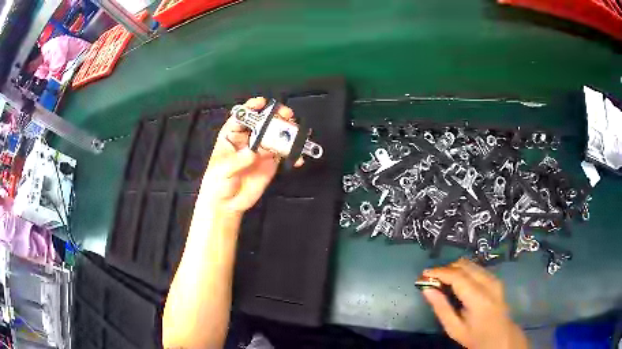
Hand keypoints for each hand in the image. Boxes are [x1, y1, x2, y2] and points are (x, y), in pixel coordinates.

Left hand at [200, 97, 302, 212]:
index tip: (261, 103)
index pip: (241, 117)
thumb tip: (253, 153)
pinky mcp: (271, 162)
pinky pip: (284, 154)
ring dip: (287, 132)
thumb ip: (237, 161)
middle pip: (263, 122)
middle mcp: (248, 139)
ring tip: (297, 133)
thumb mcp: (222, 170)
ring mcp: (261, 150)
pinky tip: (298, 157)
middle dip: (275, 116)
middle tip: (286, 115)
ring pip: (276, 136)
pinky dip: (293, 154)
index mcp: (232, 136)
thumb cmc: (217, 182)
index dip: (251, 108)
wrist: (227, 204)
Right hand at [421, 259, 528, 348]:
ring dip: (454, 268)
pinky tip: (457, 283)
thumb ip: (441, 308)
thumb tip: (426, 289)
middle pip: (464, 265)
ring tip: (442, 281)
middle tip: (431, 279)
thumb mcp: (454, 328)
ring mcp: (494, 279)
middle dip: (445, 268)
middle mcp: (489, 283)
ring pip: (470, 264)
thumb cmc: (475, 336)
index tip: (423, 274)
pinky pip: (476, 268)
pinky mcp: (496, 278)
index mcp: (478, 298)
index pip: (457, 276)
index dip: (439, 272)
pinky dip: (463, 271)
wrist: (501, 336)